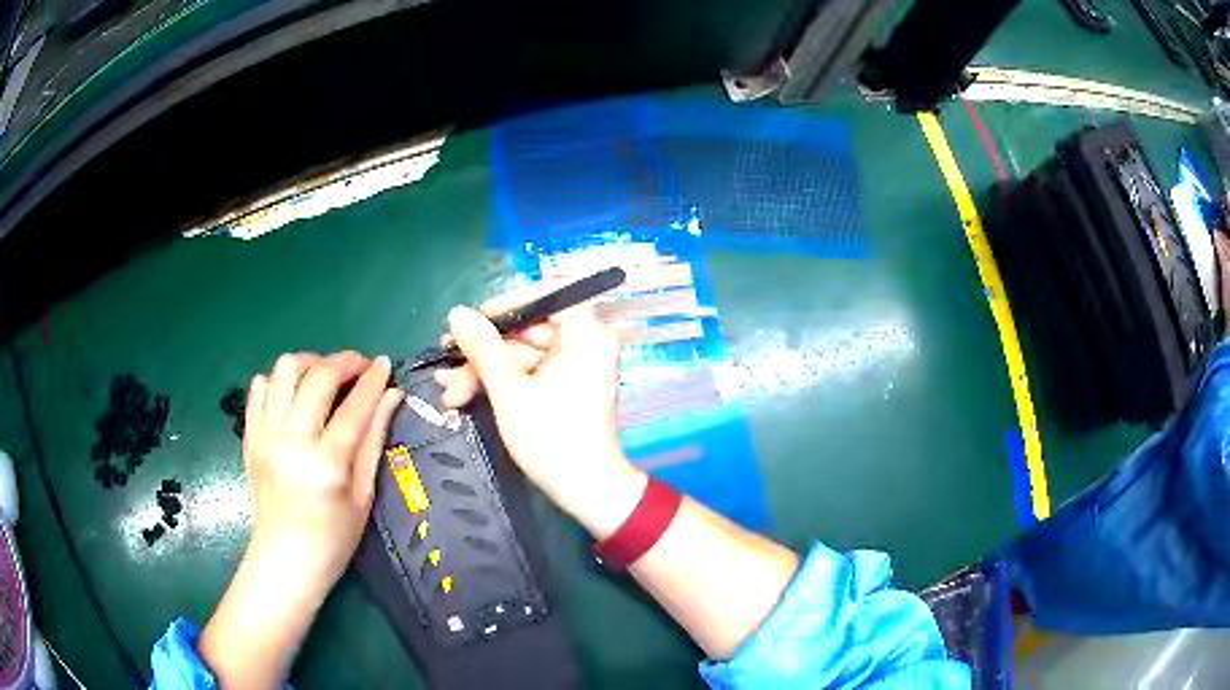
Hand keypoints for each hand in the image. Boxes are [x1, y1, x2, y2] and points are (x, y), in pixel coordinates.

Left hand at [201, 352, 402, 688]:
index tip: (385, 364)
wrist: (284, 561)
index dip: (373, 380)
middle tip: (359, 369)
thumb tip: (393, 395)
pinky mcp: (249, 436)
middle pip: (317, 376)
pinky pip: (259, 387)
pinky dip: (280, 381)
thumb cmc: (333, 539)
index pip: (354, 406)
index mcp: (326, 465)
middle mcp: (291, 442)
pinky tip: (295, 395)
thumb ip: (374, 439)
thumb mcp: (363, 495)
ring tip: (326, 377)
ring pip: (284, 369)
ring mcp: (264, 436)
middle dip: (344, 362)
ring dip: (311, 363)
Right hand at [436, 288, 645, 536]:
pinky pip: (530, 371)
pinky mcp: (566, 386)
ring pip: (523, 353)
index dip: (506, 303)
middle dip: (483, 350)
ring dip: (484, 370)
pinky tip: (464, 392)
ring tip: (448, 389)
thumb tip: (458, 313)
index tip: (473, 320)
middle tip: (447, 359)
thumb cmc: (550, 437)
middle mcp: (587, 342)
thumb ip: (483, 347)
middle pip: (528, 328)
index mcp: (586, 334)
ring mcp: (576, 365)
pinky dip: (501, 381)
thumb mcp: (509, 390)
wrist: (585, 489)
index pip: (547, 293)